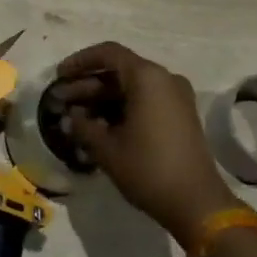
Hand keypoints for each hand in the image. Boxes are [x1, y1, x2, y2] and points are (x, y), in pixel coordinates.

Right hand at [56, 41, 237, 245]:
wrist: (197, 203)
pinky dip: (122, 107)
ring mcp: (175, 96)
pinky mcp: (180, 114)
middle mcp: (164, 78)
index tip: (59, 75)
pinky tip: (101, 125)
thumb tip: (68, 118)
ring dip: (103, 98)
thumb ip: (83, 126)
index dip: (80, 61)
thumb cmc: (149, 169)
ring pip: (131, 87)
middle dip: (88, 84)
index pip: (108, 53)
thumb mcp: (107, 148)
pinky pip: (145, 100)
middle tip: (61, 100)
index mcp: (147, 77)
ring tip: (76, 116)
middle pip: (119, 71)